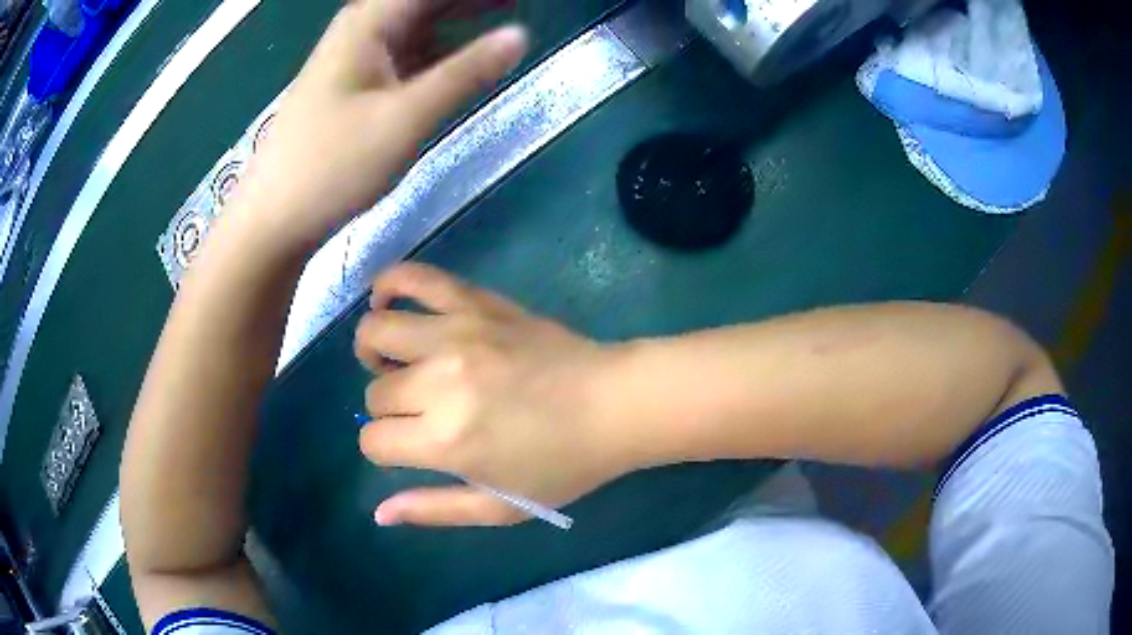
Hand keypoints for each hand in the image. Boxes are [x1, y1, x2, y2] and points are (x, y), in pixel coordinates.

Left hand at [233, 0, 527, 249]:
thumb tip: (520, 35)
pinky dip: (439, 49)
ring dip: (459, 19)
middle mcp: (363, 29)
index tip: (516, 4)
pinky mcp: (357, 84)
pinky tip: (463, 56)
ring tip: (504, 17)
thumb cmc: (332, 166)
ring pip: (420, 24)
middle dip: (472, 4)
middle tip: (516, 8)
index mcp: (369, 23)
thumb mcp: (404, 118)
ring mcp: (357, 57)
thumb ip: (465, 73)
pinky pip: (408, 51)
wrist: (274, 219)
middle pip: (426, 3)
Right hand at [354, 264, 630, 526]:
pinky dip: (391, 284)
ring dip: (374, 351)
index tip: (411, 448)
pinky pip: (415, 277)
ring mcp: (456, 334)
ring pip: (378, 332)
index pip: (373, 441)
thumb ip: (434, 509)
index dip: (385, 449)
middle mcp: (439, 382)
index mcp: (445, 440)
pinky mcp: (475, 303)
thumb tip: (379, 514)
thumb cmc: (562, 464)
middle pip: (375, 393)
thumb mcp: (500, 507)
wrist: (614, 404)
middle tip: (420, 413)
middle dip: (388, 410)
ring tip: (394, 362)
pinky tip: (388, 301)